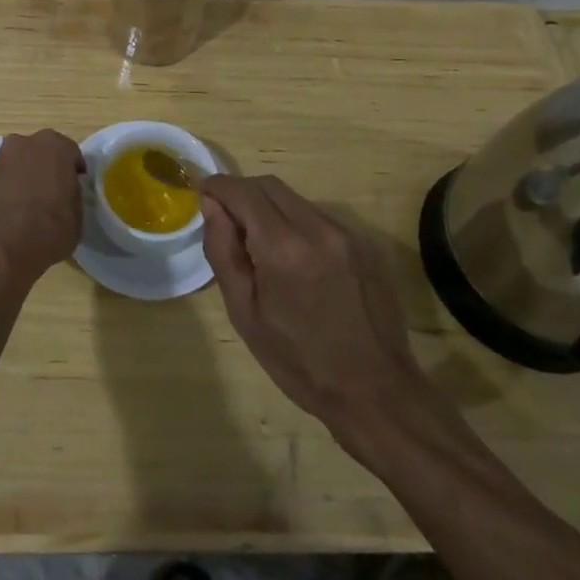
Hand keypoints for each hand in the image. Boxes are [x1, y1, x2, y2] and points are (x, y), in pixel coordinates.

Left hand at [0, 130, 86, 284]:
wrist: (6, 249)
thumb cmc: (52, 227)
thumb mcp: (78, 211)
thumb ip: (71, 191)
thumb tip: (64, 191)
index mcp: (54, 146)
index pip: (70, 152)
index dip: (73, 169)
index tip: (75, 184)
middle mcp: (24, 144)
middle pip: (39, 152)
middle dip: (46, 167)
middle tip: (52, 190)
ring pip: (17, 164)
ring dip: (24, 177)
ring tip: (30, 204)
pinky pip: (1, 181)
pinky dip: (7, 191)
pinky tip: (12, 213)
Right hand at [199, 175, 427, 452]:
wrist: (377, 393)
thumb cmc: (300, 362)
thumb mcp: (244, 313)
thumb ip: (223, 251)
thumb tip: (211, 206)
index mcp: (284, 248)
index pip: (242, 192)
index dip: (217, 186)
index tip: (202, 194)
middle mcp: (318, 229)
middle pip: (270, 185)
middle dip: (242, 192)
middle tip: (225, 218)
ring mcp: (348, 234)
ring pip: (296, 200)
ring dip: (270, 208)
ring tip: (260, 244)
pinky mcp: (366, 244)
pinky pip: (320, 218)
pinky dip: (297, 224)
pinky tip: (295, 260)